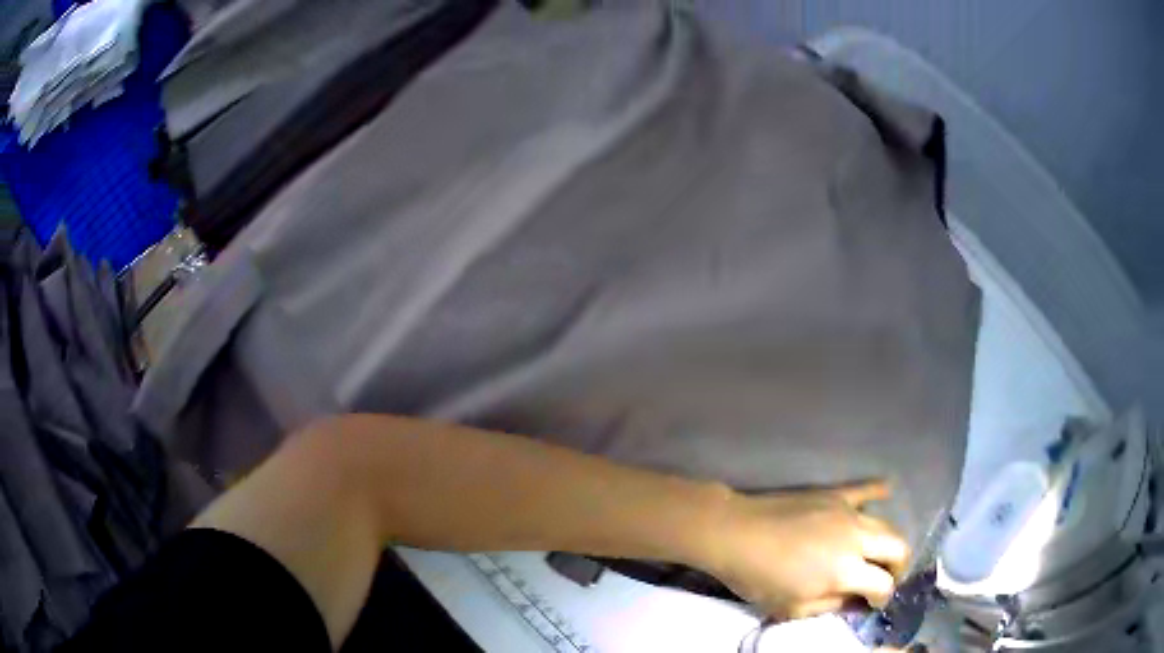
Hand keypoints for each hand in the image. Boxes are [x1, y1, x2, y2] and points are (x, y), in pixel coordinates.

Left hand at [702, 480, 908, 620]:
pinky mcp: (835, 493)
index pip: (884, 584)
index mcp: (846, 571)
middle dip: (898, 567)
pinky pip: (866, 488)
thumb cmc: (759, 578)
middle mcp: (856, 538)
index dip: (883, 597)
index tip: (874, 603)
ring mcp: (848, 511)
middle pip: (898, 547)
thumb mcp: (793, 608)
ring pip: (887, 524)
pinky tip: (888, 491)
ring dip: (888, 542)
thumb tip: (856, 600)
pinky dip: (879, 491)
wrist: (735, 534)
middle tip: (885, 577)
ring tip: (878, 553)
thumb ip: (832, 606)